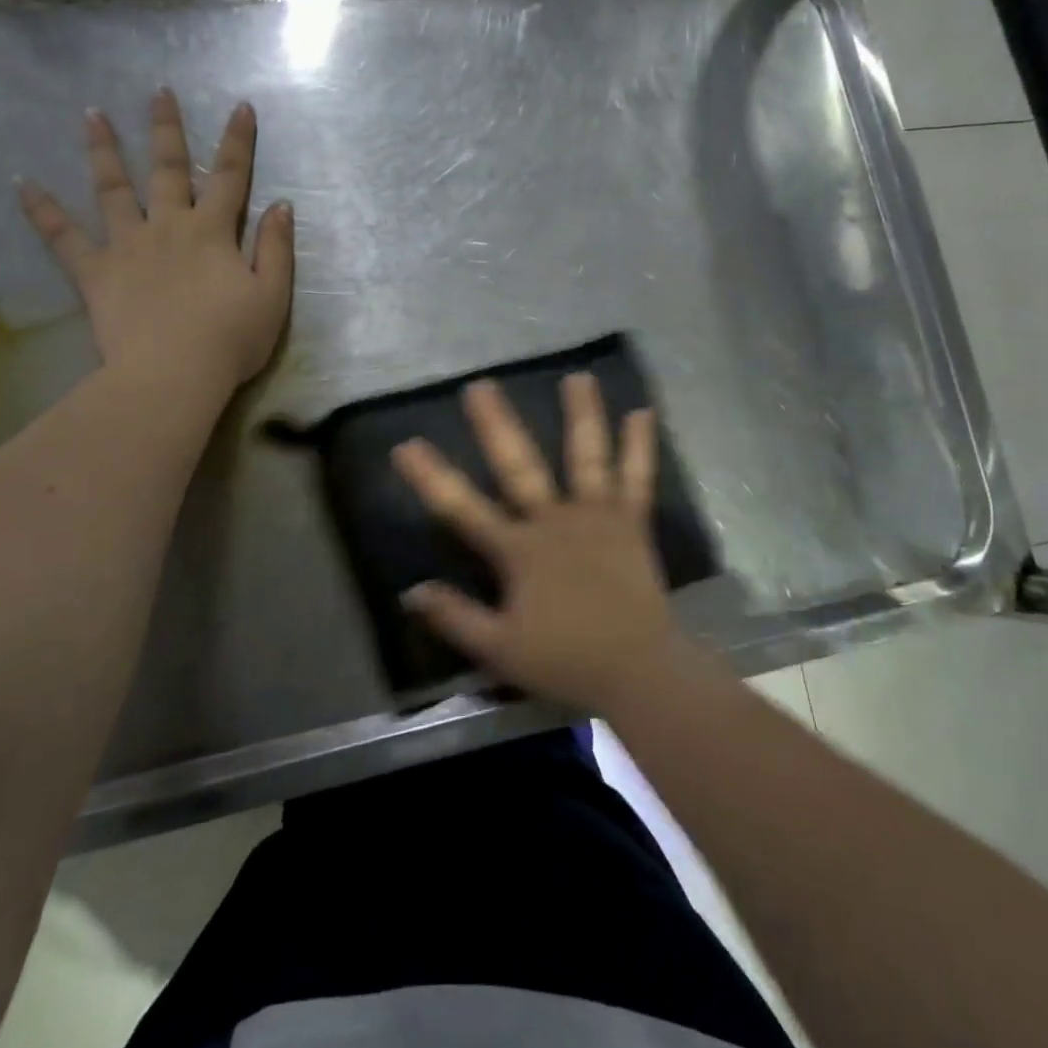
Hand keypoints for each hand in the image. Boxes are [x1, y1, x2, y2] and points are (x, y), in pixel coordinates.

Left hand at [19, 90, 294, 393]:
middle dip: (167, 130)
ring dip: (104, 151)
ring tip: (92, 116)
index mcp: (212, 233)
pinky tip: (22, 184)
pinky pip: (63, 237)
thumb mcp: (272, 297)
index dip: (238, 142)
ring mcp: (127, 246)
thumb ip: (276, 249)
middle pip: (168, 170)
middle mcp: (168, 227)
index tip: (240, 107)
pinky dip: (42, 210)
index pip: (230, 178)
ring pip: (113, 189)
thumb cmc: (231, 339)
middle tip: (159, 92)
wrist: (174, 373)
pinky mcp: (95, 272)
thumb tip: (281, 206)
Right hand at [391, 373, 687, 716]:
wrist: (637, 670)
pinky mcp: (631, 523)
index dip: (432, 477)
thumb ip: (454, 618)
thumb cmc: (566, 661)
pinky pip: (637, 479)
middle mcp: (554, 522)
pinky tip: (642, 413)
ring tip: (578, 377)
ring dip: (581, 416)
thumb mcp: (498, 650)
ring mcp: (597, 517)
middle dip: (496, 426)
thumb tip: (410, 592)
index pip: (463, 508)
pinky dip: (640, 447)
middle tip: (480, 386)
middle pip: (519, 466)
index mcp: (519, 551)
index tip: (406, 444)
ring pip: (586, 457)